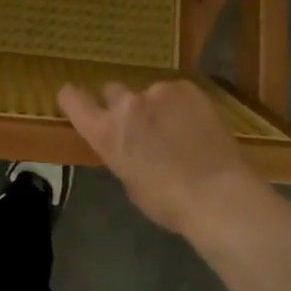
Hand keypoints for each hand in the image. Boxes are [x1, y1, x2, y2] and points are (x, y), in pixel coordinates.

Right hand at [57, 79, 268, 237]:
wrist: (217, 192)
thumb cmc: (169, 202)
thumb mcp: (131, 183)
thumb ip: (122, 154)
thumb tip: (130, 147)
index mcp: (106, 132)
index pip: (72, 99)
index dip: (73, 99)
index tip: (77, 101)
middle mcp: (126, 105)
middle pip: (112, 90)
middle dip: (121, 105)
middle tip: (140, 126)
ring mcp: (158, 92)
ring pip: (149, 93)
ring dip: (156, 107)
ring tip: (178, 130)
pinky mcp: (186, 88)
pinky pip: (176, 93)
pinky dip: (182, 106)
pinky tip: (197, 126)